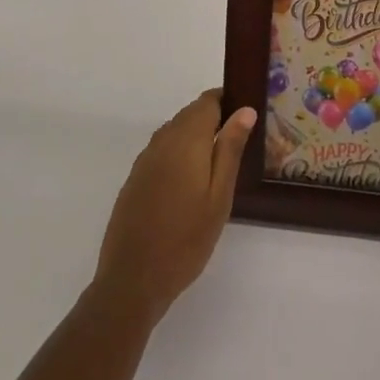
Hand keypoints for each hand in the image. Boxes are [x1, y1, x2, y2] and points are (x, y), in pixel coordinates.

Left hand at [93, 91, 256, 324]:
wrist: (133, 279)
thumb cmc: (186, 239)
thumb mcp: (219, 196)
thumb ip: (230, 148)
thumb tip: (245, 109)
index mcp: (186, 139)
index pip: (208, 101)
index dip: (228, 101)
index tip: (246, 116)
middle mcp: (162, 140)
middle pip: (191, 114)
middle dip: (214, 119)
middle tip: (239, 143)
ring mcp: (145, 159)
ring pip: (176, 131)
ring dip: (196, 137)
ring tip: (219, 163)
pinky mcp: (136, 177)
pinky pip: (162, 151)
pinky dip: (179, 153)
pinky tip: (190, 182)